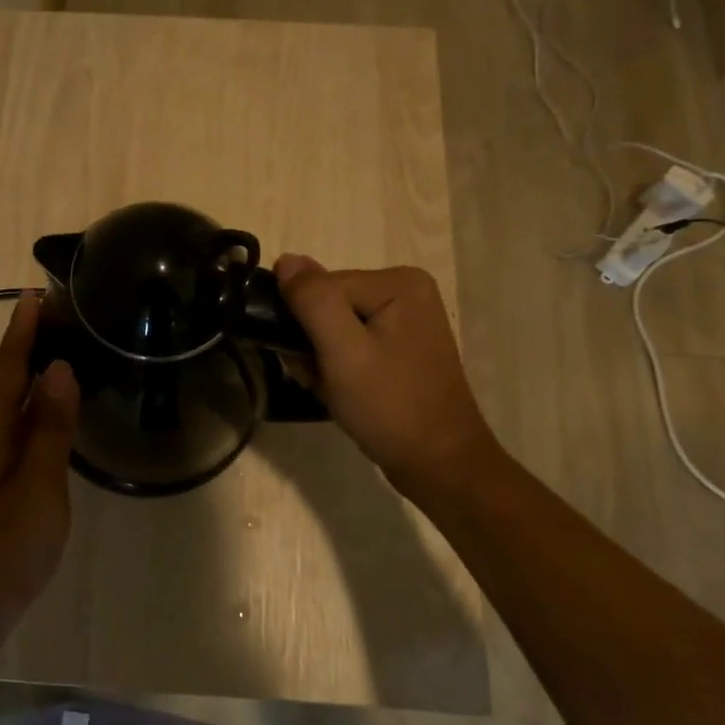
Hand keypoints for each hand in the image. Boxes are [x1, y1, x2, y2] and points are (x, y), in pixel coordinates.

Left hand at [0, 294, 80, 665]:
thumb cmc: (0, 553)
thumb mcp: (38, 489)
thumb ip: (48, 429)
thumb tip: (57, 369)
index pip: (5, 366)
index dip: (22, 330)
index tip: (36, 293)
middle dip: (25, 348)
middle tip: (59, 319)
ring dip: (24, 381)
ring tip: (57, 358)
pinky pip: (1, 434)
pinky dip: (22, 415)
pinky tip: (41, 421)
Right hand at [273, 256, 498, 502]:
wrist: (438, 465)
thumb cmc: (390, 406)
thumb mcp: (343, 351)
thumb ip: (312, 300)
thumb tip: (286, 259)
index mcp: (398, 281)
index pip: (322, 287)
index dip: (305, 325)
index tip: (310, 364)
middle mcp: (406, 290)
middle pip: (328, 304)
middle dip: (313, 344)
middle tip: (321, 380)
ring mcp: (406, 320)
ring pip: (335, 327)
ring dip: (322, 359)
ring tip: (333, 389)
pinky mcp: (401, 346)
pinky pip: (352, 343)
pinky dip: (338, 367)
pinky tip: (343, 392)